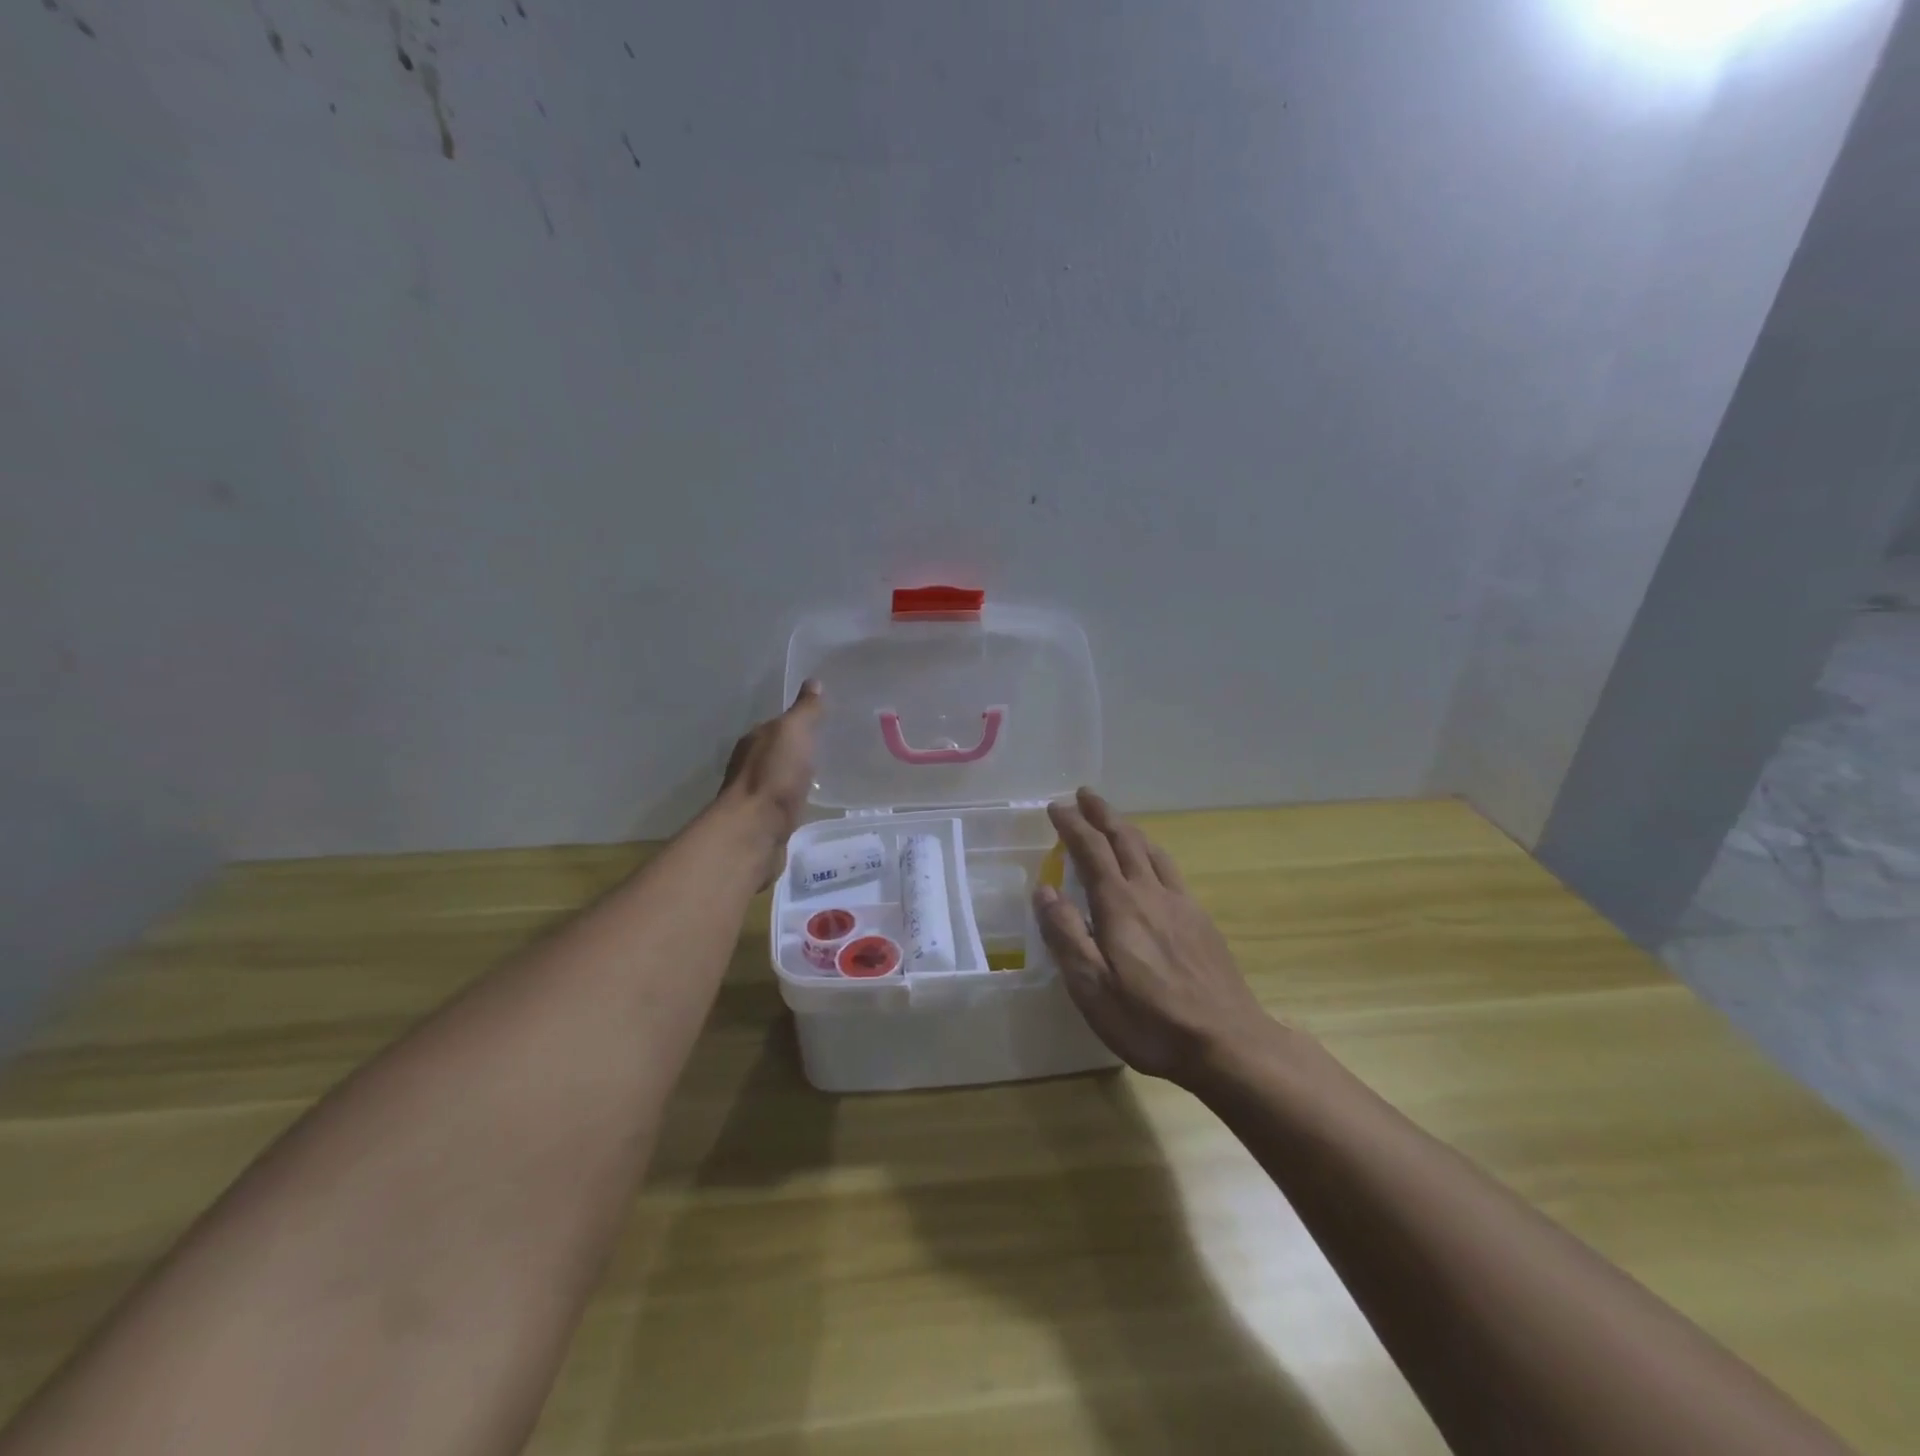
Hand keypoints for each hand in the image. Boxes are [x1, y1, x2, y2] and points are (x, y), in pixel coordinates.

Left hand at [718, 681, 821, 882]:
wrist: (756, 830)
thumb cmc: (774, 776)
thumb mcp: (794, 733)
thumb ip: (805, 711)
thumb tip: (814, 682)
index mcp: (755, 740)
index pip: (777, 725)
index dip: (798, 723)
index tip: (824, 722)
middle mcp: (750, 765)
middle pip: (778, 752)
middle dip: (798, 750)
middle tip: (829, 747)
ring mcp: (757, 796)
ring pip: (781, 779)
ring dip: (796, 776)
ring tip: (825, 775)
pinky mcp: (766, 822)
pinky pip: (785, 803)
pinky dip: (796, 799)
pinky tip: (811, 802)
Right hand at [1034, 788, 1271, 1086]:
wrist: (1227, 1042)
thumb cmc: (1150, 1021)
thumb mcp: (1092, 987)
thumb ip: (1065, 935)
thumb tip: (1045, 890)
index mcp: (1120, 905)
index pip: (1091, 850)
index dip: (1073, 825)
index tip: (1056, 806)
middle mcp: (1150, 893)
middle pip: (1125, 840)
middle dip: (1102, 814)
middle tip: (1084, 794)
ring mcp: (1181, 905)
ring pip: (1151, 851)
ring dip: (1129, 829)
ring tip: (1115, 821)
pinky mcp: (1201, 921)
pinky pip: (1171, 870)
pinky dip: (1152, 852)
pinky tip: (1154, 864)